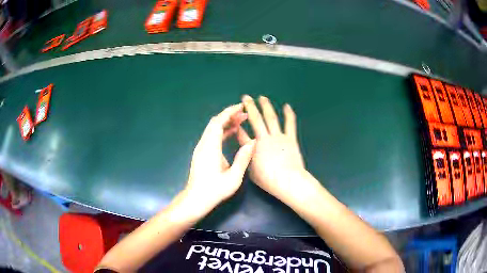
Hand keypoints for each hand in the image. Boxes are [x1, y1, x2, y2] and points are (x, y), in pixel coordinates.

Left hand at [185, 104, 255, 209]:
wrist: (196, 199)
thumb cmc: (215, 190)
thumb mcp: (233, 177)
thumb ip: (243, 158)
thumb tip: (252, 142)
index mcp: (210, 147)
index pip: (218, 122)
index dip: (229, 112)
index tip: (241, 107)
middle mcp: (203, 144)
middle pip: (214, 123)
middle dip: (229, 115)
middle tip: (244, 114)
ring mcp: (201, 148)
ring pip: (212, 129)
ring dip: (226, 123)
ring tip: (241, 121)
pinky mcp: (201, 153)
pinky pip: (211, 136)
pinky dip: (222, 131)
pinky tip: (232, 133)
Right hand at [238, 95, 309, 199]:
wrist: (288, 180)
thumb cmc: (268, 179)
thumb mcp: (252, 171)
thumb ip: (247, 158)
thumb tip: (245, 150)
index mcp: (253, 147)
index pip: (242, 134)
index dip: (237, 125)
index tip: (235, 118)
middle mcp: (264, 138)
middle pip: (255, 119)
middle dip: (250, 107)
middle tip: (245, 97)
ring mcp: (278, 137)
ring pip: (271, 118)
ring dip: (266, 106)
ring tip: (262, 97)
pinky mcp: (290, 139)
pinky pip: (290, 124)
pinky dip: (289, 114)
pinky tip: (287, 106)